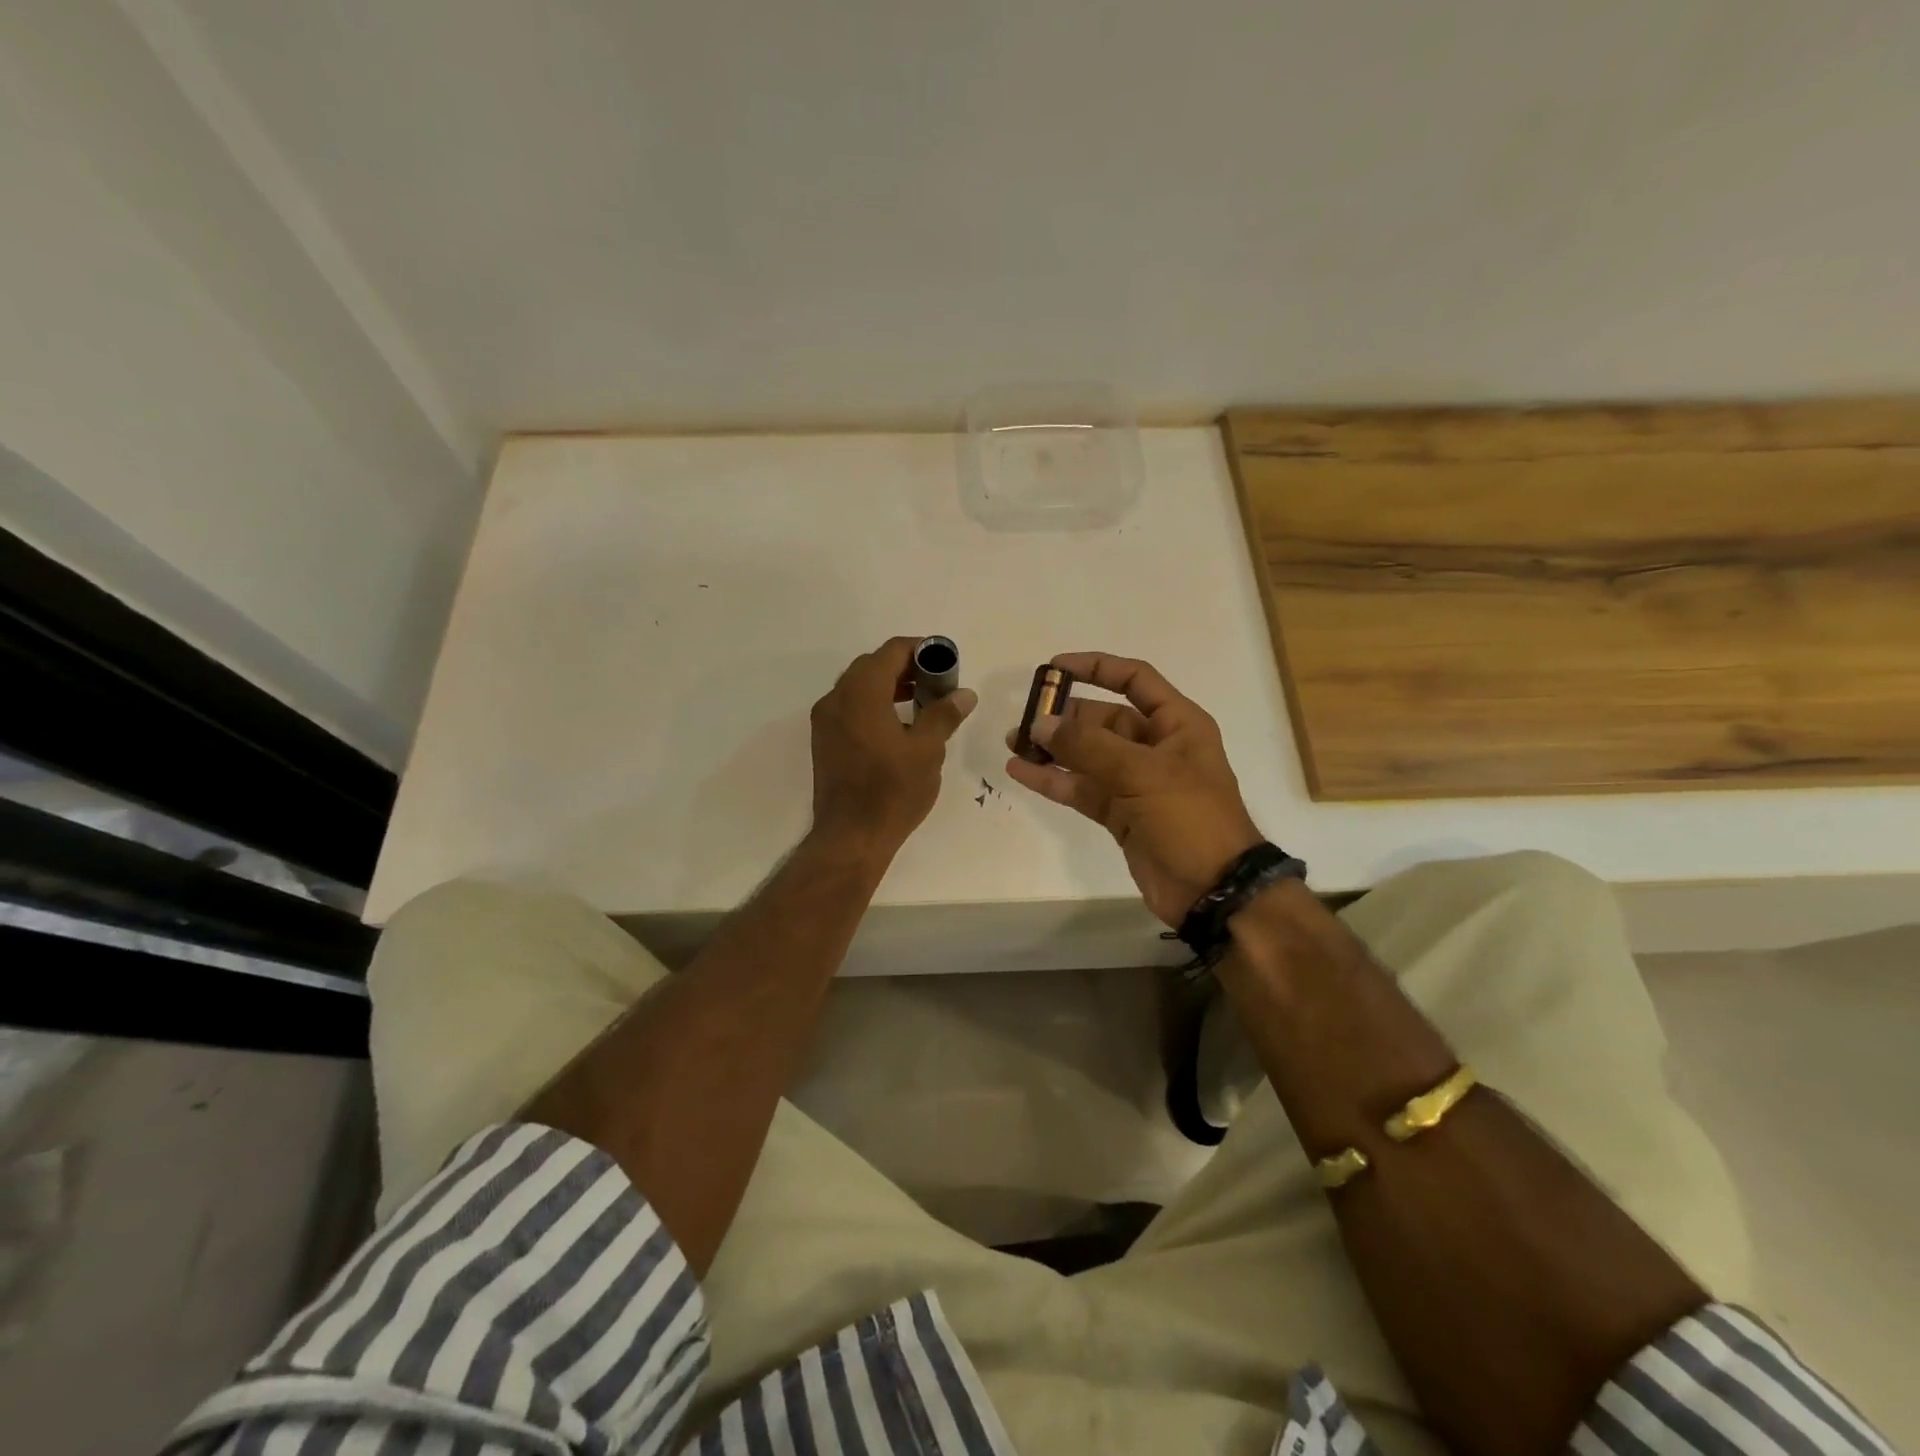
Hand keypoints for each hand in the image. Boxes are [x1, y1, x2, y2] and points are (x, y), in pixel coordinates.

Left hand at [810, 637, 975, 855]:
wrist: (851, 836)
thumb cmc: (892, 791)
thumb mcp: (927, 750)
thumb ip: (944, 714)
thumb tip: (964, 693)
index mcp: (861, 693)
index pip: (891, 652)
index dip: (920, 649)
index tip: (945, 662)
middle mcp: (836, 699)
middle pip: (872, 665)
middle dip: (906, 667)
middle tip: (937, 682)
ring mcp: (826, 720)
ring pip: (858, 686)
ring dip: (889, 685)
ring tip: (922, 701)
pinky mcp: (824, 740)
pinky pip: (850, 706)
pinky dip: (874, 703)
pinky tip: (898, 724)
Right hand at [1005, 653, 1261, 925]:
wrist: (1212, 889)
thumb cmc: (1189, 817)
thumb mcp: (1142, 772)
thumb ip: (1089, 746)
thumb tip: (1041, 725)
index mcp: (1177, 724)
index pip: (1135, 680)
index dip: (1097, 667)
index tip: (1055, 667)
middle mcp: (1156, 747)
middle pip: (1103, 719)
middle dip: (1064, 716)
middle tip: (1024, 719)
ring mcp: (1136, 782)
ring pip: (1087, 755)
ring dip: (1053, 749)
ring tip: (1013, 744)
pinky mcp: (1119, 813)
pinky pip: (1081, 788)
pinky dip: (1053, 780)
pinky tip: (1020, 773)